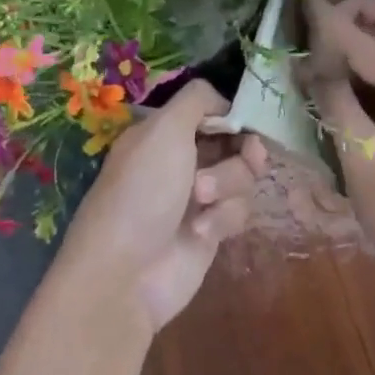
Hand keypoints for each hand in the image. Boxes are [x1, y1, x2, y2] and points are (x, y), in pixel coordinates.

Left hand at [56, 80, 268, 333]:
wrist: (126, 274)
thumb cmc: (143, 191)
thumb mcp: (164, 129)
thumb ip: (197, 99)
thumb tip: (224, 101)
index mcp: (164, 132)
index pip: (211, 111)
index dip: (232, 115)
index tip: (244, 122)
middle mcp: (181, 160)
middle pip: (235, 142)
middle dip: (241, 152)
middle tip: (248, 156)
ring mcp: (197, 197)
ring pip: (241, 177)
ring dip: (228, 185)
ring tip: (202, 202)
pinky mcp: (210, 231)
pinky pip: (238, 211)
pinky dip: (223, 219)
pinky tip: (201, 232)